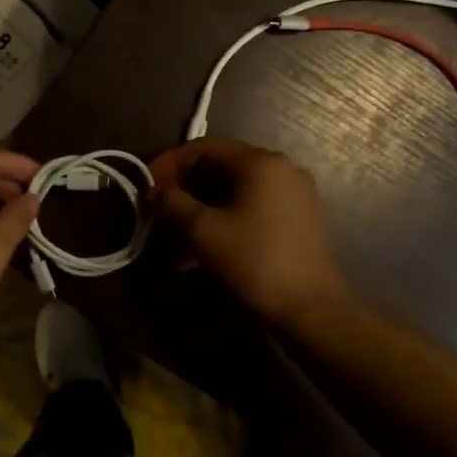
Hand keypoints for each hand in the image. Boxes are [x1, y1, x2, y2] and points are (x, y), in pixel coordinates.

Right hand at [148, 138, 353, 329]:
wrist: (309, 308)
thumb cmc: (253, 261)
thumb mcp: (203, 231)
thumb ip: (172, 204)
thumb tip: (152, 191)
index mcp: (260, 162)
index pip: (205, 147)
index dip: (170, 163)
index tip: (146, 185)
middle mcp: (281, 169)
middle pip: (221, 167)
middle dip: (184, 189)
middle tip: (158, 211)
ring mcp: (292, 195)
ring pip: (234, 192)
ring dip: (200, 210)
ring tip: (172, 239)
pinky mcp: (296, 219)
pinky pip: (250, 209)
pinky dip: (223, 221)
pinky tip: (199, 252)